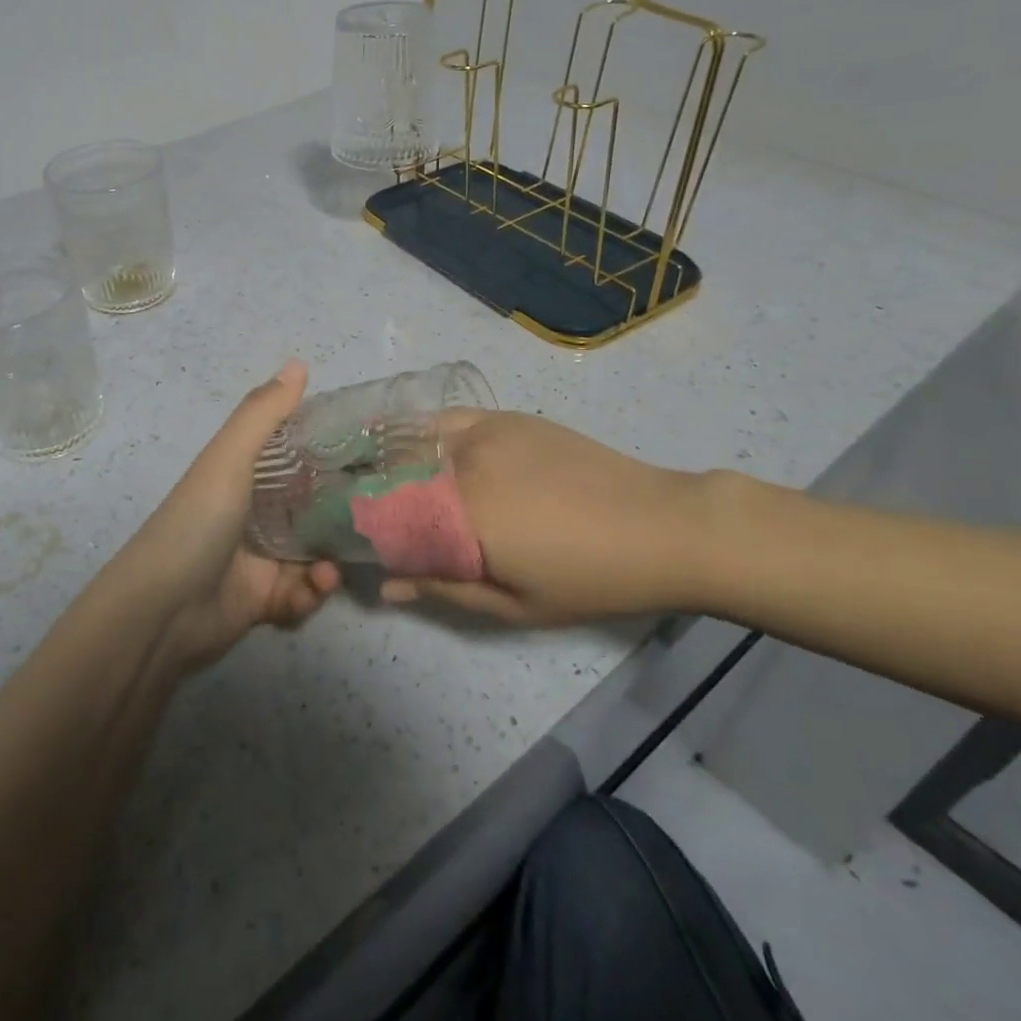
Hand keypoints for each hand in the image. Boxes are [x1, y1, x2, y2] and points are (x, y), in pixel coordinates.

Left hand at [103, 360, 341, 671]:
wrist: (162, 611)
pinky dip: (311, 593)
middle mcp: (250, 515)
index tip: (365, 452)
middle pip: (306, 509)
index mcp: (240, 477)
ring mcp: (256, 559)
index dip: (323, 453)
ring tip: (331, 570)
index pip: (289, 458)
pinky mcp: (261, 600)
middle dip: (338, 515)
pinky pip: (300, 594)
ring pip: (311, 555)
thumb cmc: (198, 523)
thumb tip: (299, 362)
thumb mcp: (228, 460)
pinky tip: (314, 590)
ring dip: (328, 562)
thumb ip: (263, 414)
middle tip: (372, 518)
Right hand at [381, 410, 714, 624]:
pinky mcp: (506, 417)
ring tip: (386, 479)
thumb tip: (385, 586)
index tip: (358, 542)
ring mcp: (485, 432)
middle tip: (370, 514)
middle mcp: (462, 463)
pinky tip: (422, 446)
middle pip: (393, 473)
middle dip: (372, 492)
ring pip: (415, 440)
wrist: (662, 525)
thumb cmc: (590, 579)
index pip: (386, 514)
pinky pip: (448, 419)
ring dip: (392, 459)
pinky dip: (424, 431)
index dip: (364, 527)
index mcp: (462, 512)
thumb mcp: (514, 603)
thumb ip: (443, 588)